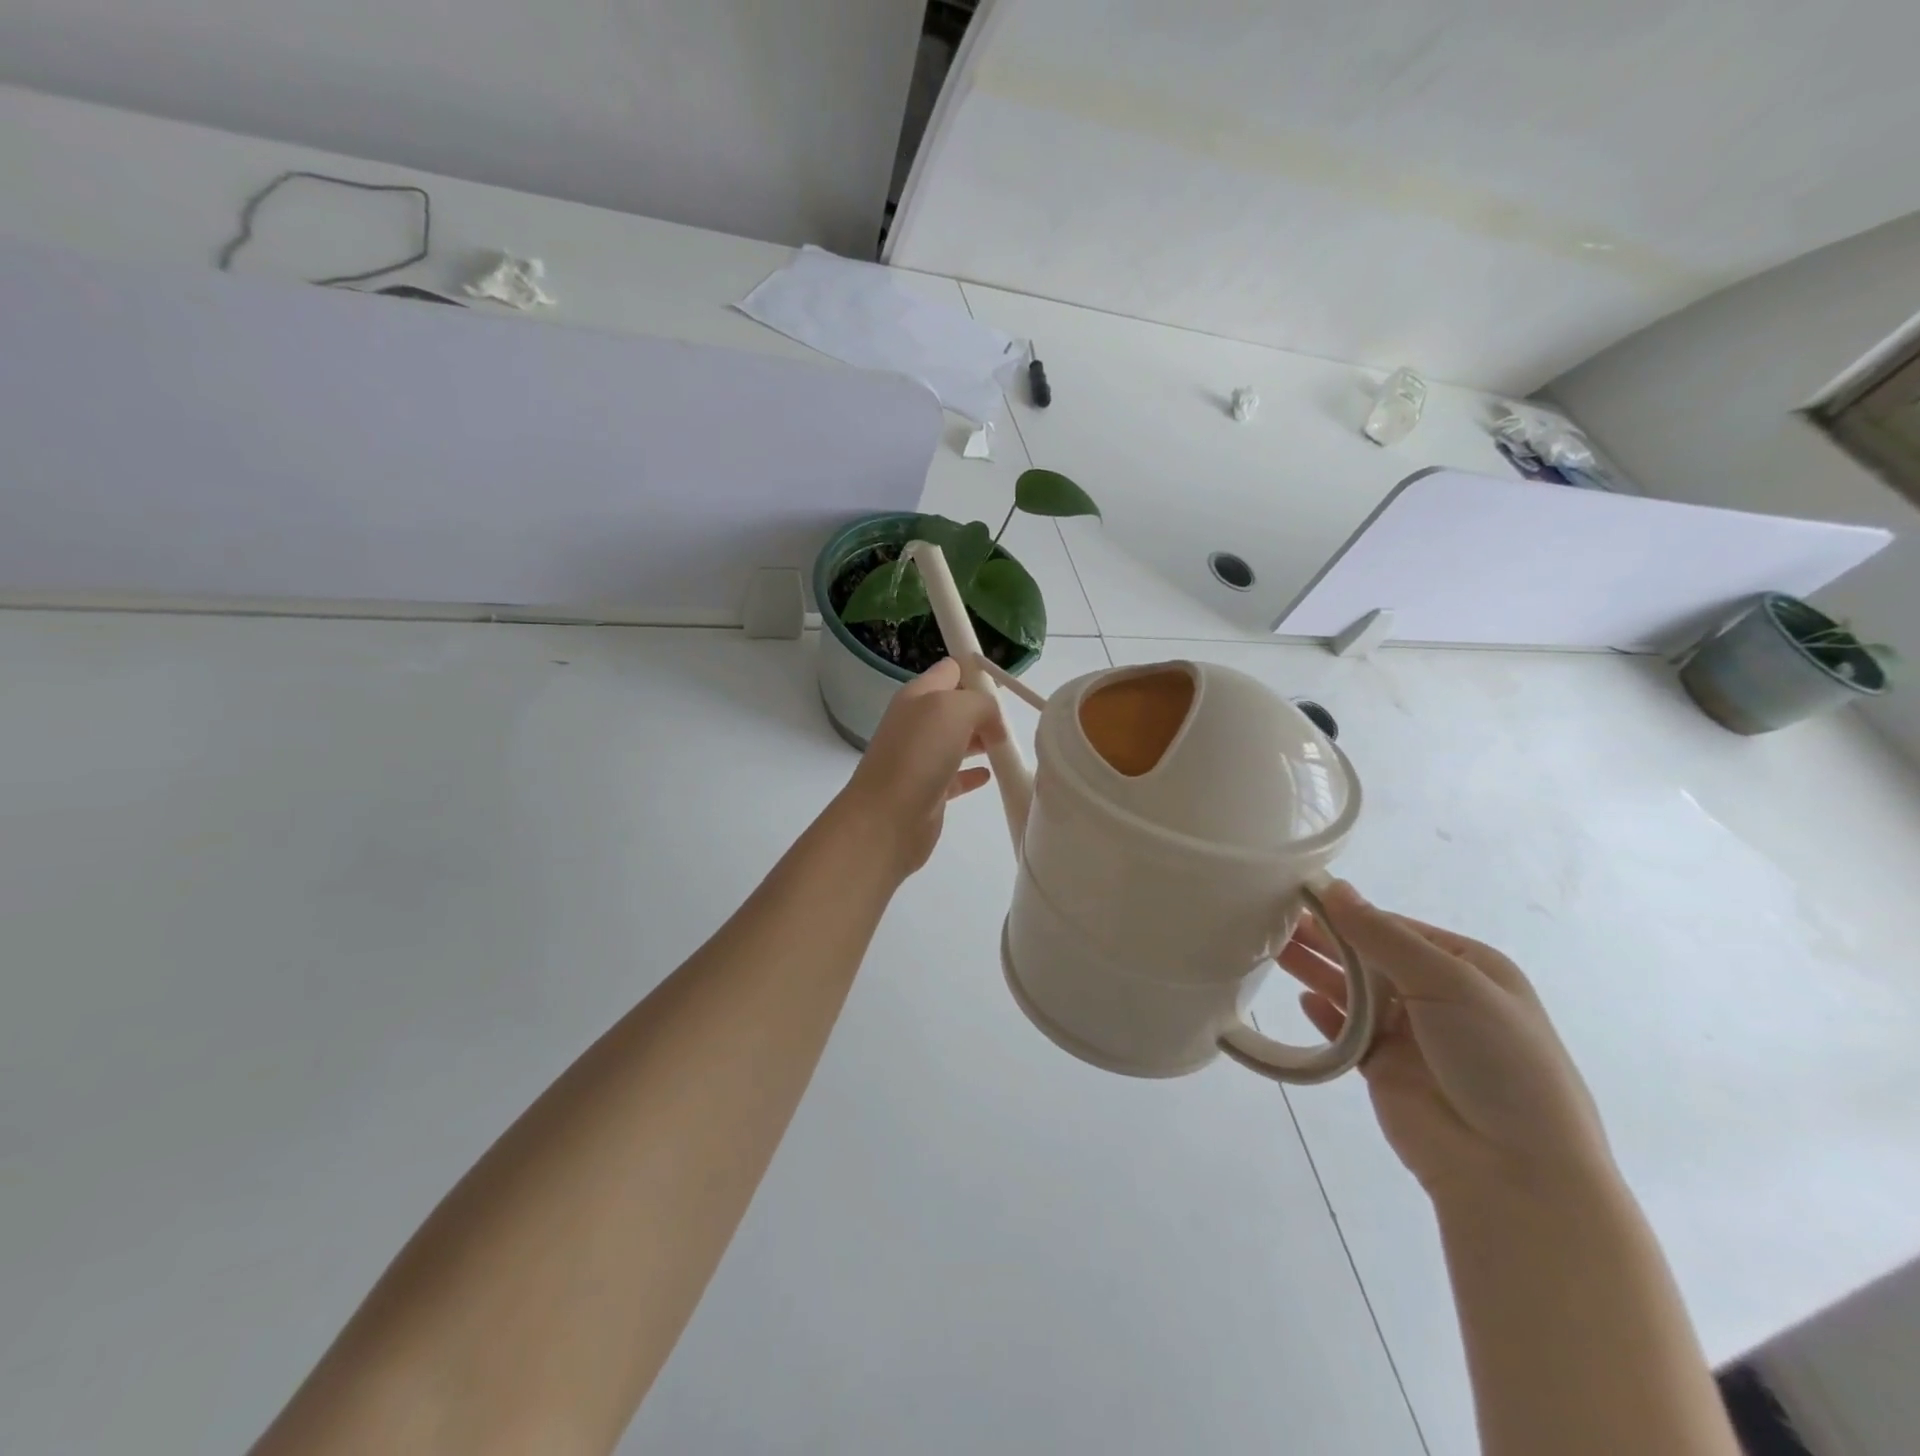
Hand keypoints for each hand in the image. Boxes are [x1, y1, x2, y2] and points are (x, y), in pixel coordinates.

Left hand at [832, 658, 1004, 878]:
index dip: (976, 671)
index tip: (1005, 686)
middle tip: (1012, 720)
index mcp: (918, 695)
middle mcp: (917, 723)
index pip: (950, 670)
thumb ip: (980, 704)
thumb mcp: (954, 709)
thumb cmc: (919, 754)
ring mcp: (920, 758)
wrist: (887, 818)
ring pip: (956, 741)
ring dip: (981, 740)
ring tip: (1008, 744)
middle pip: (955, 706)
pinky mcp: (928, 791)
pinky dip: (972, 773)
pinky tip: (989, 775)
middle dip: (983, 709)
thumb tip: (992, 723)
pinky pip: (955, 776)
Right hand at [1282, 883, 1616, 1203]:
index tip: (1302, 896)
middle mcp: (1439, 996)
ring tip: (1276, 951)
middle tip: (1275, 921)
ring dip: (1319, 970)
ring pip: (1354, 991)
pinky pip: (1347, 1033)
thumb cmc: (1496, 1061)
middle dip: (1328, 938)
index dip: (1351, 912)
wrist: (1515, 1172)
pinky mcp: (1384, 1069)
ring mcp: (1411, 1035)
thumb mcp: (1449, 983)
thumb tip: (1334, 887)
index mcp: (1468, 968)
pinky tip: (1303, 1000)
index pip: (1396, 927)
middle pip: (1371, 957)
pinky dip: (1325, 1015)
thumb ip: (1383, 936)